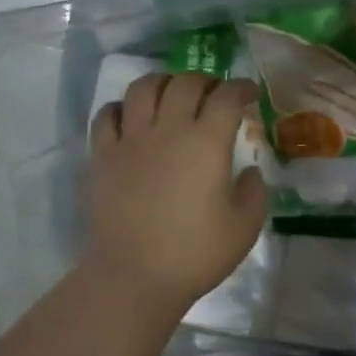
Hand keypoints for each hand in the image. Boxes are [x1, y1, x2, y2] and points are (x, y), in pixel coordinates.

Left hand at [84, 72, 267, 318]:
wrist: (133, 275)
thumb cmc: (195, 253)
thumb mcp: (244, 227)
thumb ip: (253, 192)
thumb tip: (248, 171)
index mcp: (206, 142)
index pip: (226, 97)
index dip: (241, 88)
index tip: (249, 93)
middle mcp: (168, 129)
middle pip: (185, 83)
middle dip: (205, 80)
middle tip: (214, 92)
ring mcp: (130, 139)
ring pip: (143, 88)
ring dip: (162, 82)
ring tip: (171, 92)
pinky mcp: (102, 155)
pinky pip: (107, 115)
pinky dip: (122, 107)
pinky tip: (130, 116)